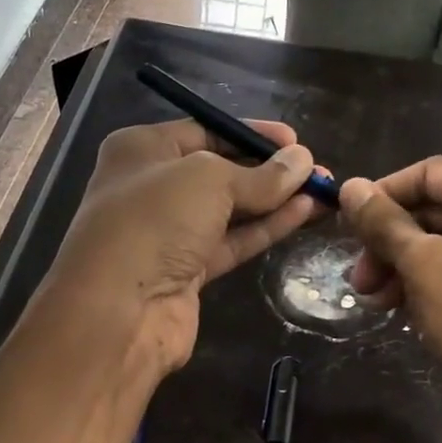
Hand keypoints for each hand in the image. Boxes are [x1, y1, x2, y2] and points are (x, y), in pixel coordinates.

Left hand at [41, 119, 320, 375]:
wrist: (119, 311)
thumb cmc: (154, 221)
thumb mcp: (209, 180)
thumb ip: (259, 175)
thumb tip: (302, 162)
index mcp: (141, 150)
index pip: (204, 131)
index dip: (250, 134)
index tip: (295, 141)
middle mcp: (152, 188)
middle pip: (219, 172)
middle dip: (268, 170)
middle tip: (315, 169)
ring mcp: (169, 233)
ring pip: (230, 210)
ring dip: (275, 201)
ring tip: (322, 190)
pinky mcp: (186, 272)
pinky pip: (232, 242)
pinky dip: (265, 228)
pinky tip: (304, 214)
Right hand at [340, 158, 441, 442]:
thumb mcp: (423, 266)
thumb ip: (385, 223)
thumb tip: (350, 186)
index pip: (430, 174)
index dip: (382, 195)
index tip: (346, 227)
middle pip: (438, 210)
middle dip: (390, 242)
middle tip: (358, 281)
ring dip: (404, 268)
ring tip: (375, 304)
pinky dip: (431, 285)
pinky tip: (404, 312)